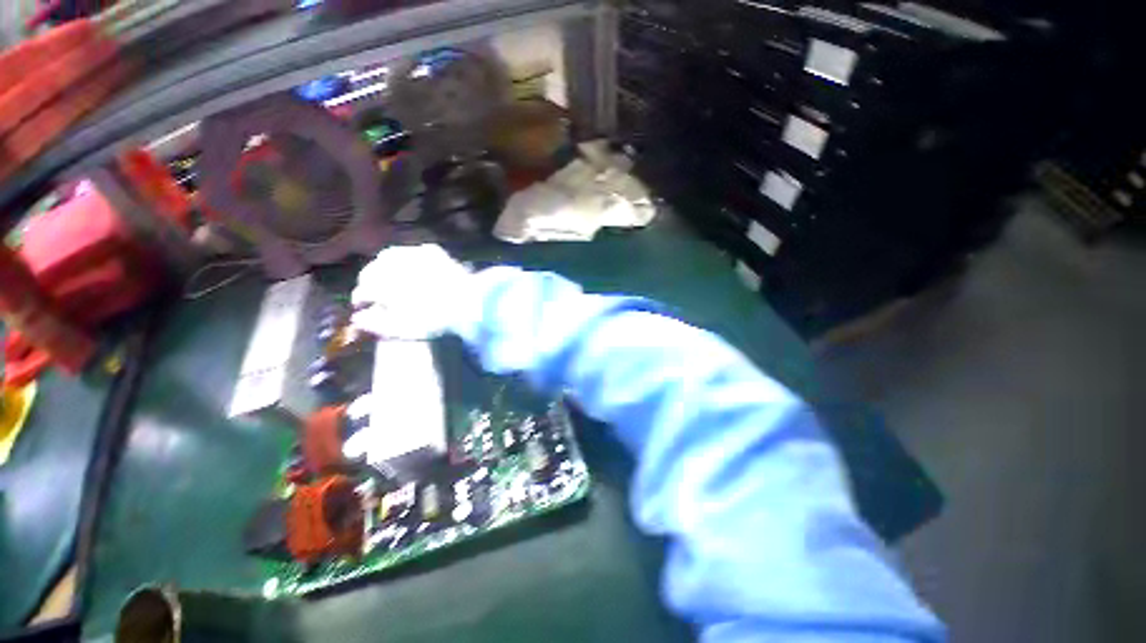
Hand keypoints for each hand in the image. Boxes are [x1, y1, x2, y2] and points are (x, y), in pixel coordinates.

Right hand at [350, 244, 471, 339]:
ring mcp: (413, 253)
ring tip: (393, 280)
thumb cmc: (434, 321)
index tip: (363, 307)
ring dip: (386, 267)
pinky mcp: (432, 251)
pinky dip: (409, 260)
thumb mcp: (402, 329)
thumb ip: (375, 324)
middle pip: (372, 270)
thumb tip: (357, 319)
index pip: (362, 290)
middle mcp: (391, 263)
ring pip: (389, 257)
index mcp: (380, 283)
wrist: (470, 303)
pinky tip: (416, 269)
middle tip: (378, 294)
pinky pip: (413, 252)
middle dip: (371, 282)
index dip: (361, 300)